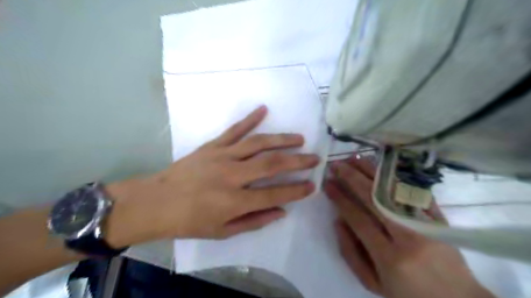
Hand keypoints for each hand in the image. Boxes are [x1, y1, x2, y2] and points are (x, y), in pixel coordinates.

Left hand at [106, 106, 316, 247]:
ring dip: (281, 139)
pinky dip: (250, 119)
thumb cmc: (190, 221)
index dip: (296, 190)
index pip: (275, 194)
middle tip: (314, 158)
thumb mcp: (223, 231)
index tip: (312, 185)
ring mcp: (222, 156)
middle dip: (297, 161)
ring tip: (299, 138)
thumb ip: (254, 221)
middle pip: (272, 164)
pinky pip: (234, 130)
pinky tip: (263, 110)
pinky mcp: (212, 146)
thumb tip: (282, 211)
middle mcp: (232, 176)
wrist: (157, 202)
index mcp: (235, 201)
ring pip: (258, 143)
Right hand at [323, 158, 497, 297]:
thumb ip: (351, 253)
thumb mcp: (373, 283)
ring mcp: (426, 225)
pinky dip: (395, 177)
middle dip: (352, 178)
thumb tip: (338, 220)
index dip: (341, 199)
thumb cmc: (408, 295)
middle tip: (336, 165)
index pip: (358, 219)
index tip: (328, 184)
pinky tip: (381, 166)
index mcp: (389, 257)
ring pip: (393, 191)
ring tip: (354, 158)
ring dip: (371, 171)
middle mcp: (408, 237)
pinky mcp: (437, 218)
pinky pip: (413, 192)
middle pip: (375, 199)